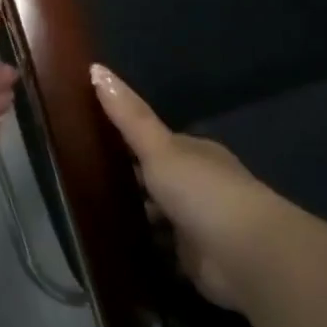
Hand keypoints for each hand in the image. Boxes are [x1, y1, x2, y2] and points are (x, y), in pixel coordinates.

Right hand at [91, 64, 284, 309]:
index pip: (157, 143)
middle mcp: (199, 186)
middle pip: (156, 180)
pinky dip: (143, 250)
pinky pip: (161, 251)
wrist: (245, 253)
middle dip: (127, 183)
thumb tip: (96, 67)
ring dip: (134, 218)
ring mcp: (197, 224)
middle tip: (80, 184)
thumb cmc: (202, 191)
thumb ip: (128, 116)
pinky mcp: (194, 259)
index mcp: (195, 154)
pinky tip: (114, 249)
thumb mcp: (159, 148)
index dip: (126, 141)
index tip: (89, 142)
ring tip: (88, 218)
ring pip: (158, 216)